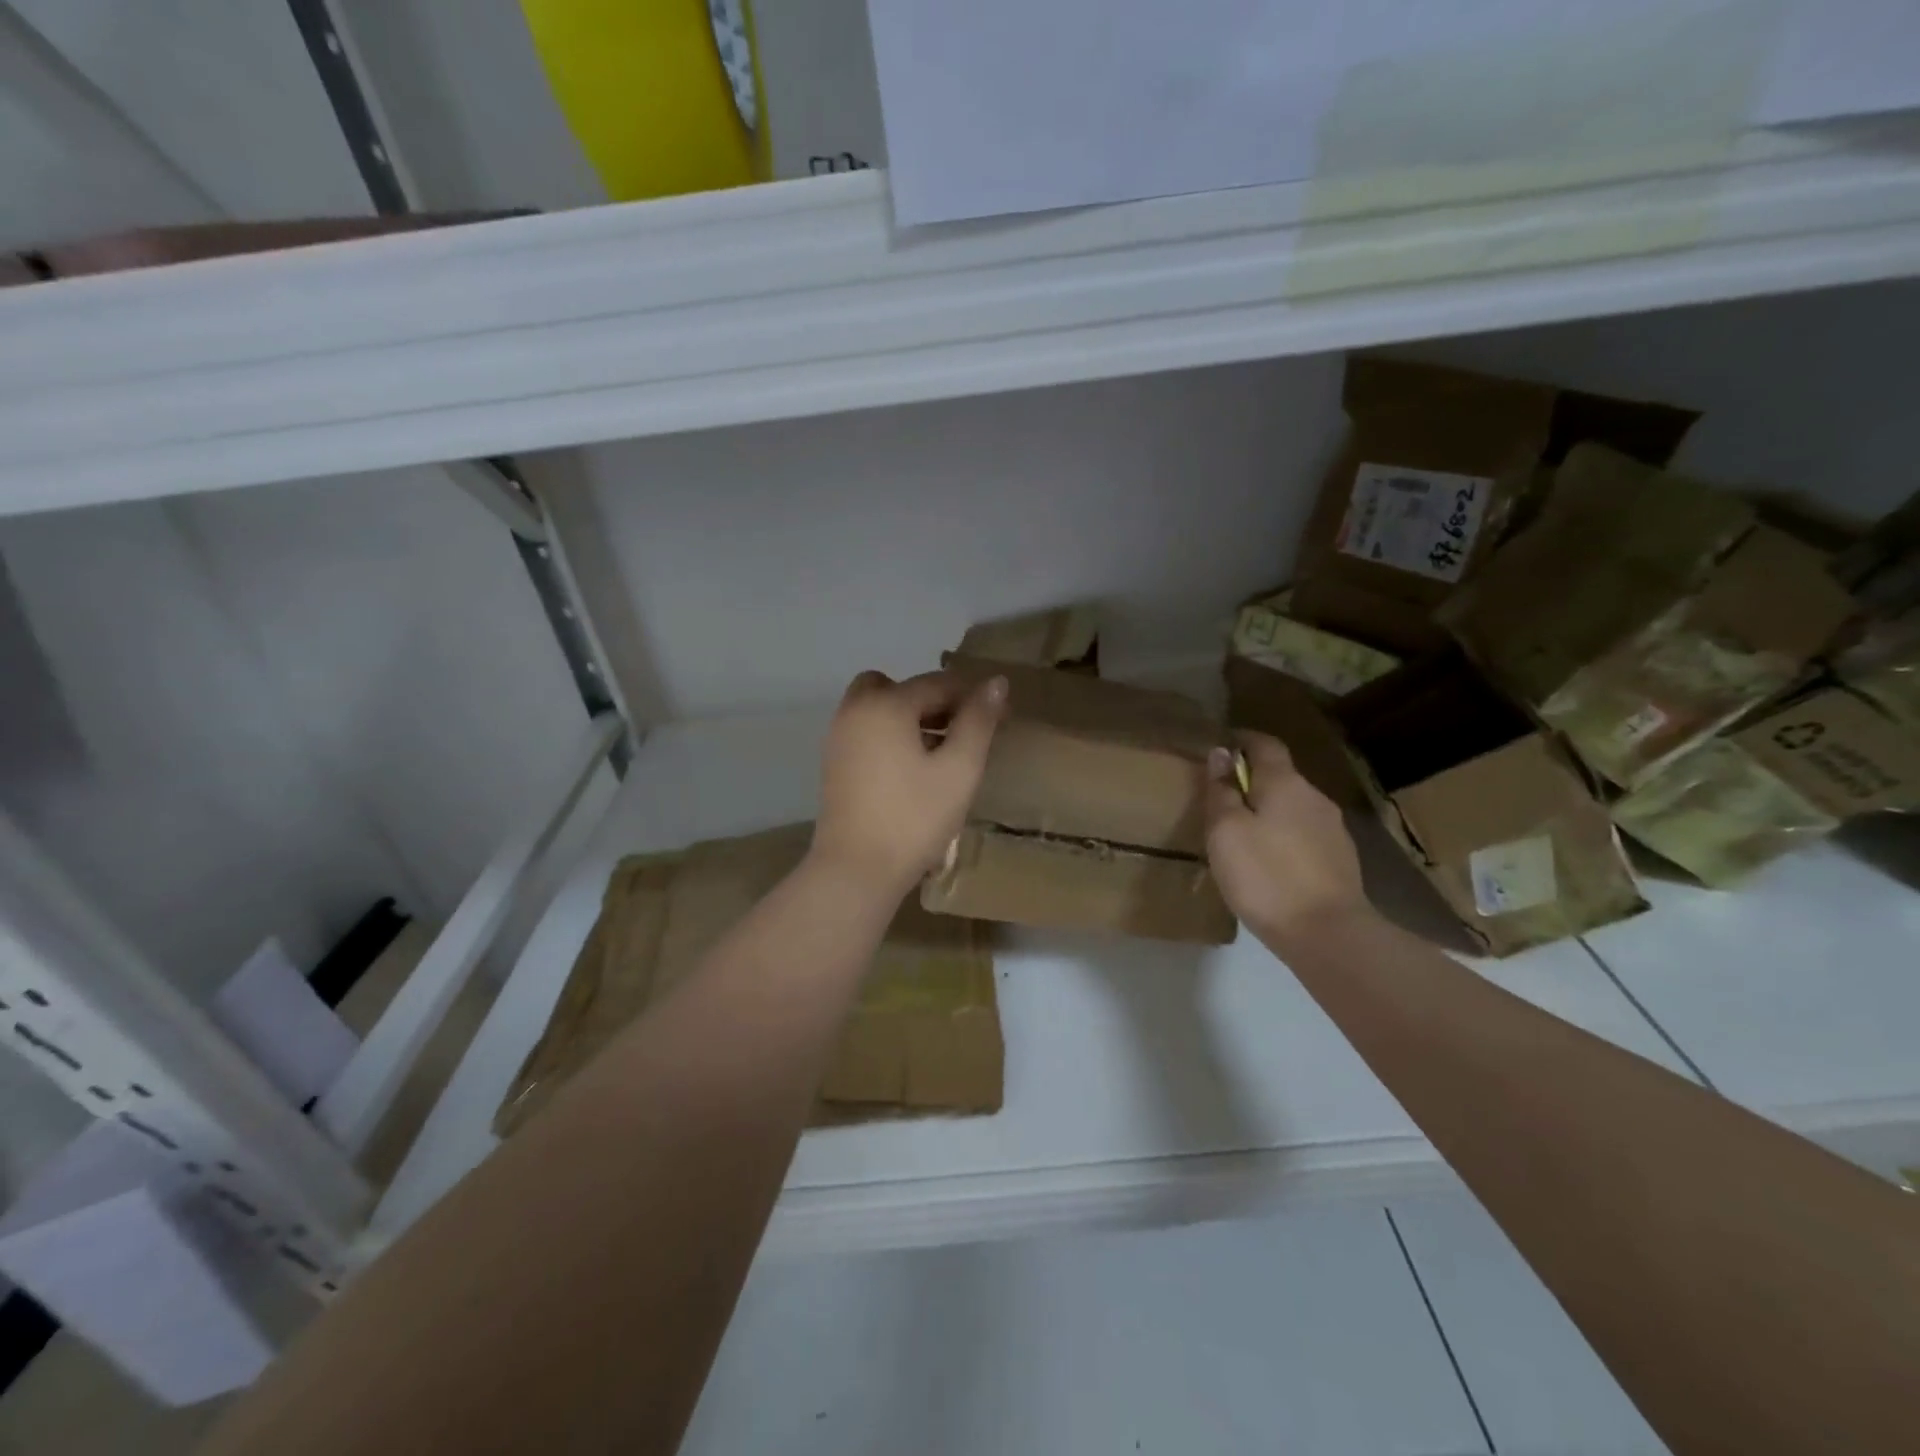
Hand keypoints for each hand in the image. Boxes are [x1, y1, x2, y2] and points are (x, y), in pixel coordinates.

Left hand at [812, 670, 1007, 897]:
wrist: (856, 870)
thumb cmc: (913, 819)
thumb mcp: (959, 769)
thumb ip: (978, 721)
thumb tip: (996, 682)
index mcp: (886, 704)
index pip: (938, 683)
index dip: (973, 696)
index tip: (1002, 716)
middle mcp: (855, 710)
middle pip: (900, 687)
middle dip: (934, 700)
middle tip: (963, 730)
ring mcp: (839, 737)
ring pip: (880, 708)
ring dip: (911, 717)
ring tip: (942, 752)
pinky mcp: (834, 763)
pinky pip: (867, 730)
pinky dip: (890, 735)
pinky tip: (913, 769)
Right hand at [1204, 732, 1367, 948]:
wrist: (1327, 933)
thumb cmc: (1266, 875)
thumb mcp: (1226, 831)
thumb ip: (1222, 790)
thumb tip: (1222, 754)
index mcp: (1285, 783)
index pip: (1265, 744)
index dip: (1242, 740)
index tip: (1221, 746)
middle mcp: (1315, 797)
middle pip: (1281, 777)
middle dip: (1253, 781)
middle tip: (1223, 800)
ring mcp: (1333, 829)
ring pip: (1294, 808)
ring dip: (1270, 812)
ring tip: (1244, 836)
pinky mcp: (1341, 860)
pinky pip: (1305, 835)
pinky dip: (1285, 838)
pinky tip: (1271, 863)